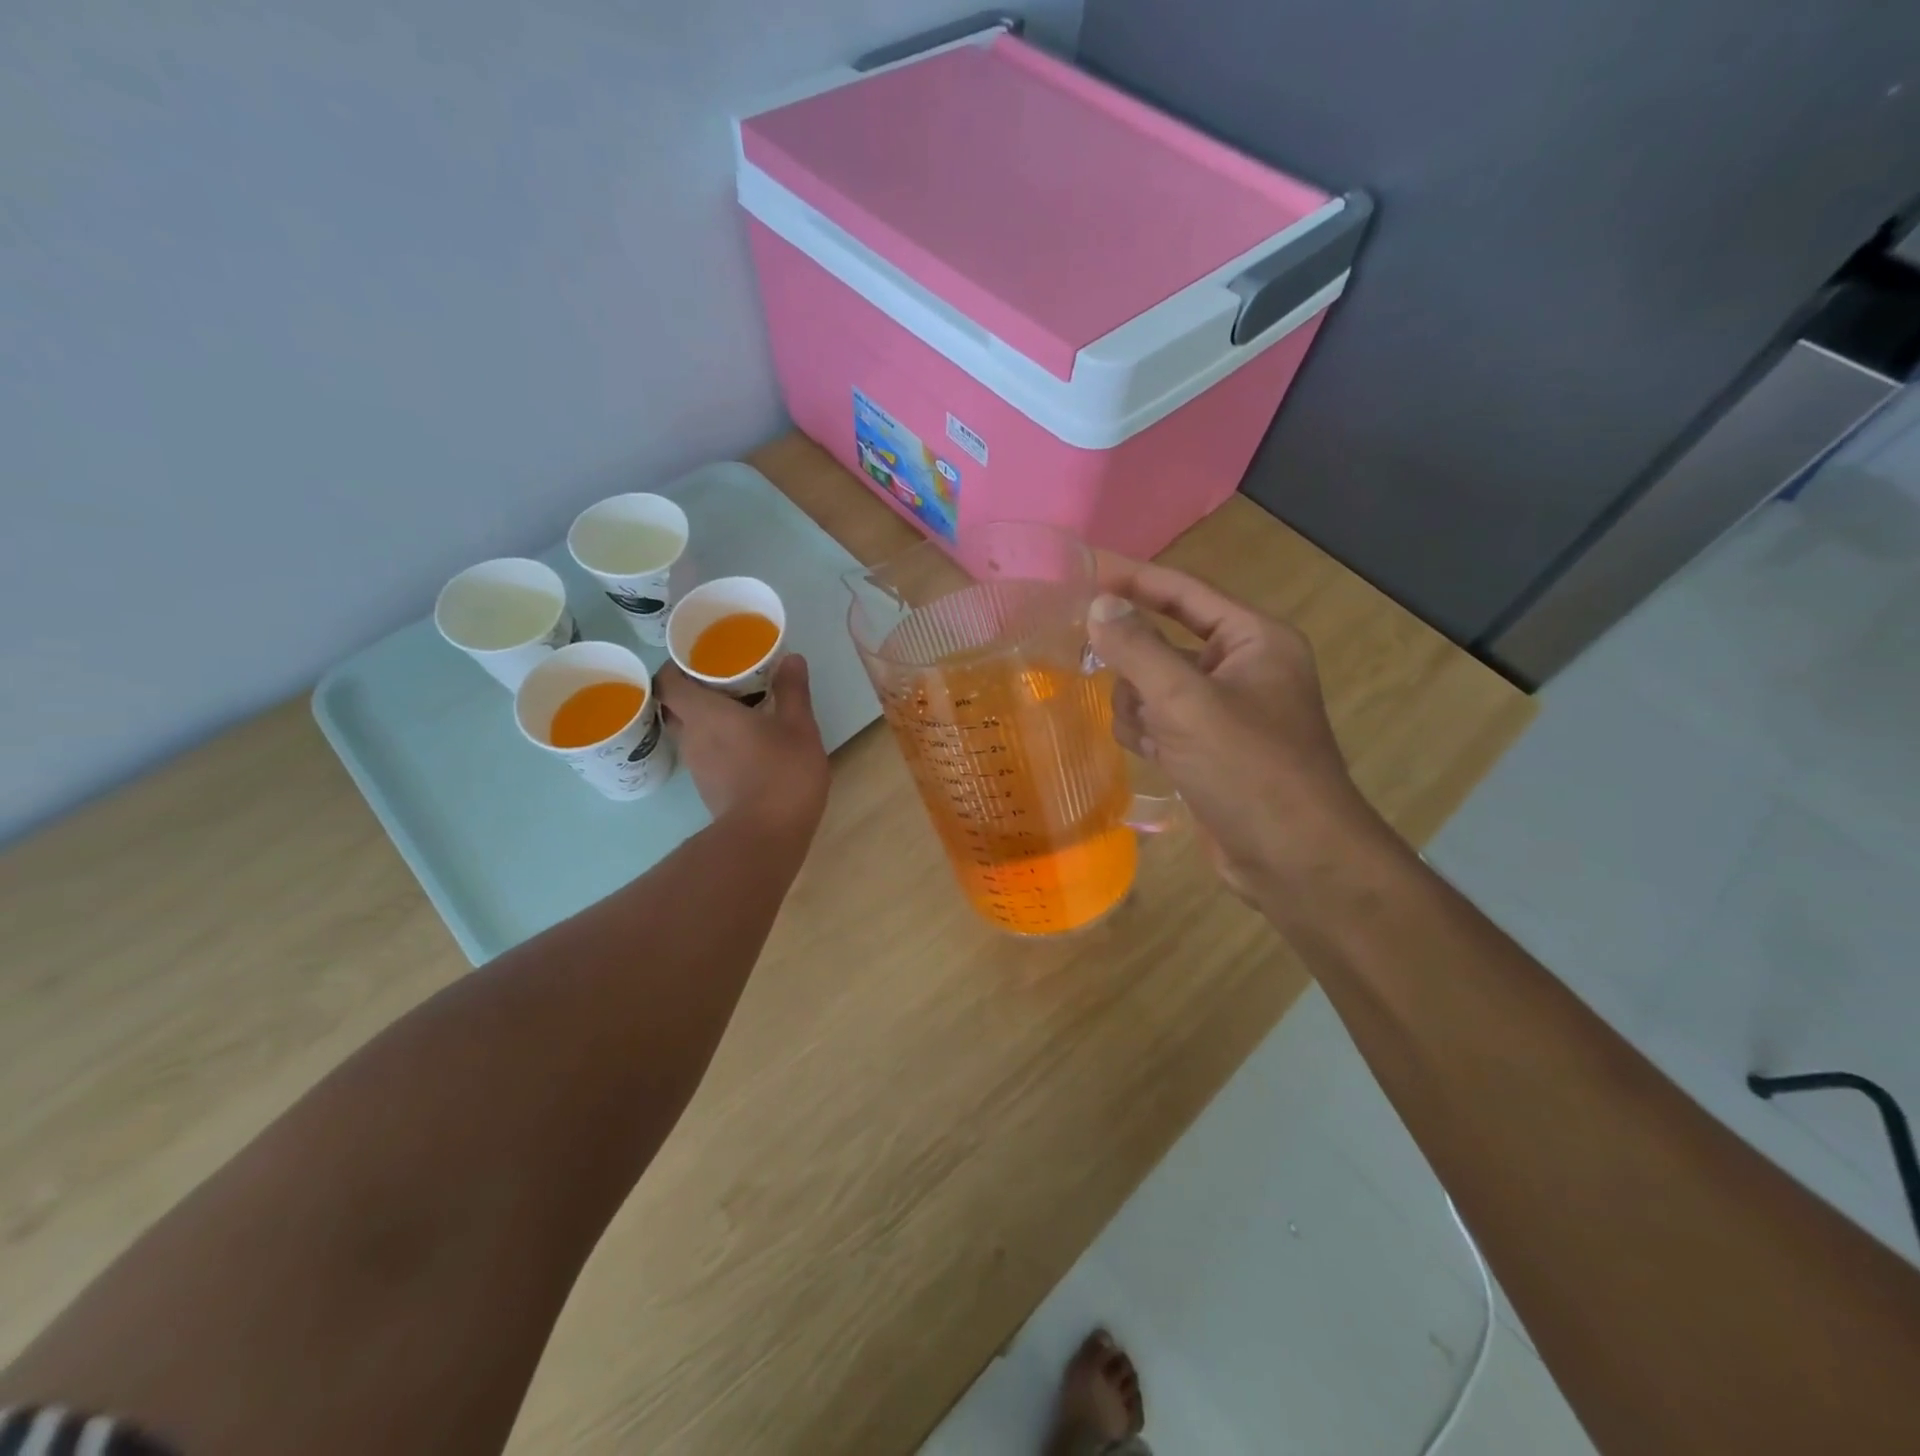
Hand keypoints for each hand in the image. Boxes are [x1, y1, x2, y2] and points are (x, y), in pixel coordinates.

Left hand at [656, 655, 828, 838]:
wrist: (766, 837)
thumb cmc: (781, 773)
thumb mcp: (798, 726)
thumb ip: (792, 690)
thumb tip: (791, 658)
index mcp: (705, 713)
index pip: (668, 681)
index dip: (677, 666)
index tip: (699, 658)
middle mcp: (691, 736)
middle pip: (675, 706)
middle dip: (692, 691)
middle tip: (723, 681)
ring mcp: (697, 767)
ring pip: (690, 732)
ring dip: (706, 720)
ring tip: (737, 710)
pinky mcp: (708, 789)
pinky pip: (704, 755)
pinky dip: (717, 744)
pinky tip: (744, 745)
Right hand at [1088, 557, 1386, 907]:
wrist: (1293, 859)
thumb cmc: (1248, 768)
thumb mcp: (1186, 702)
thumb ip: (1138, 649)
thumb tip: (1100, 604)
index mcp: (1253, 640)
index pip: (1183, 593)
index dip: (1134, 579)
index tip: (1083, 569)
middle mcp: (1241, 668)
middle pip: (1162, 644)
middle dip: (1135, 667)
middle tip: (1093, 668)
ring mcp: (1224, 712)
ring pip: (1153, 687)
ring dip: (1139, 707)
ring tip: (1150, 736)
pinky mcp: (1208, 749)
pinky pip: (1160, 722)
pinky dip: (1148, 734)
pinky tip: (1154, 756)